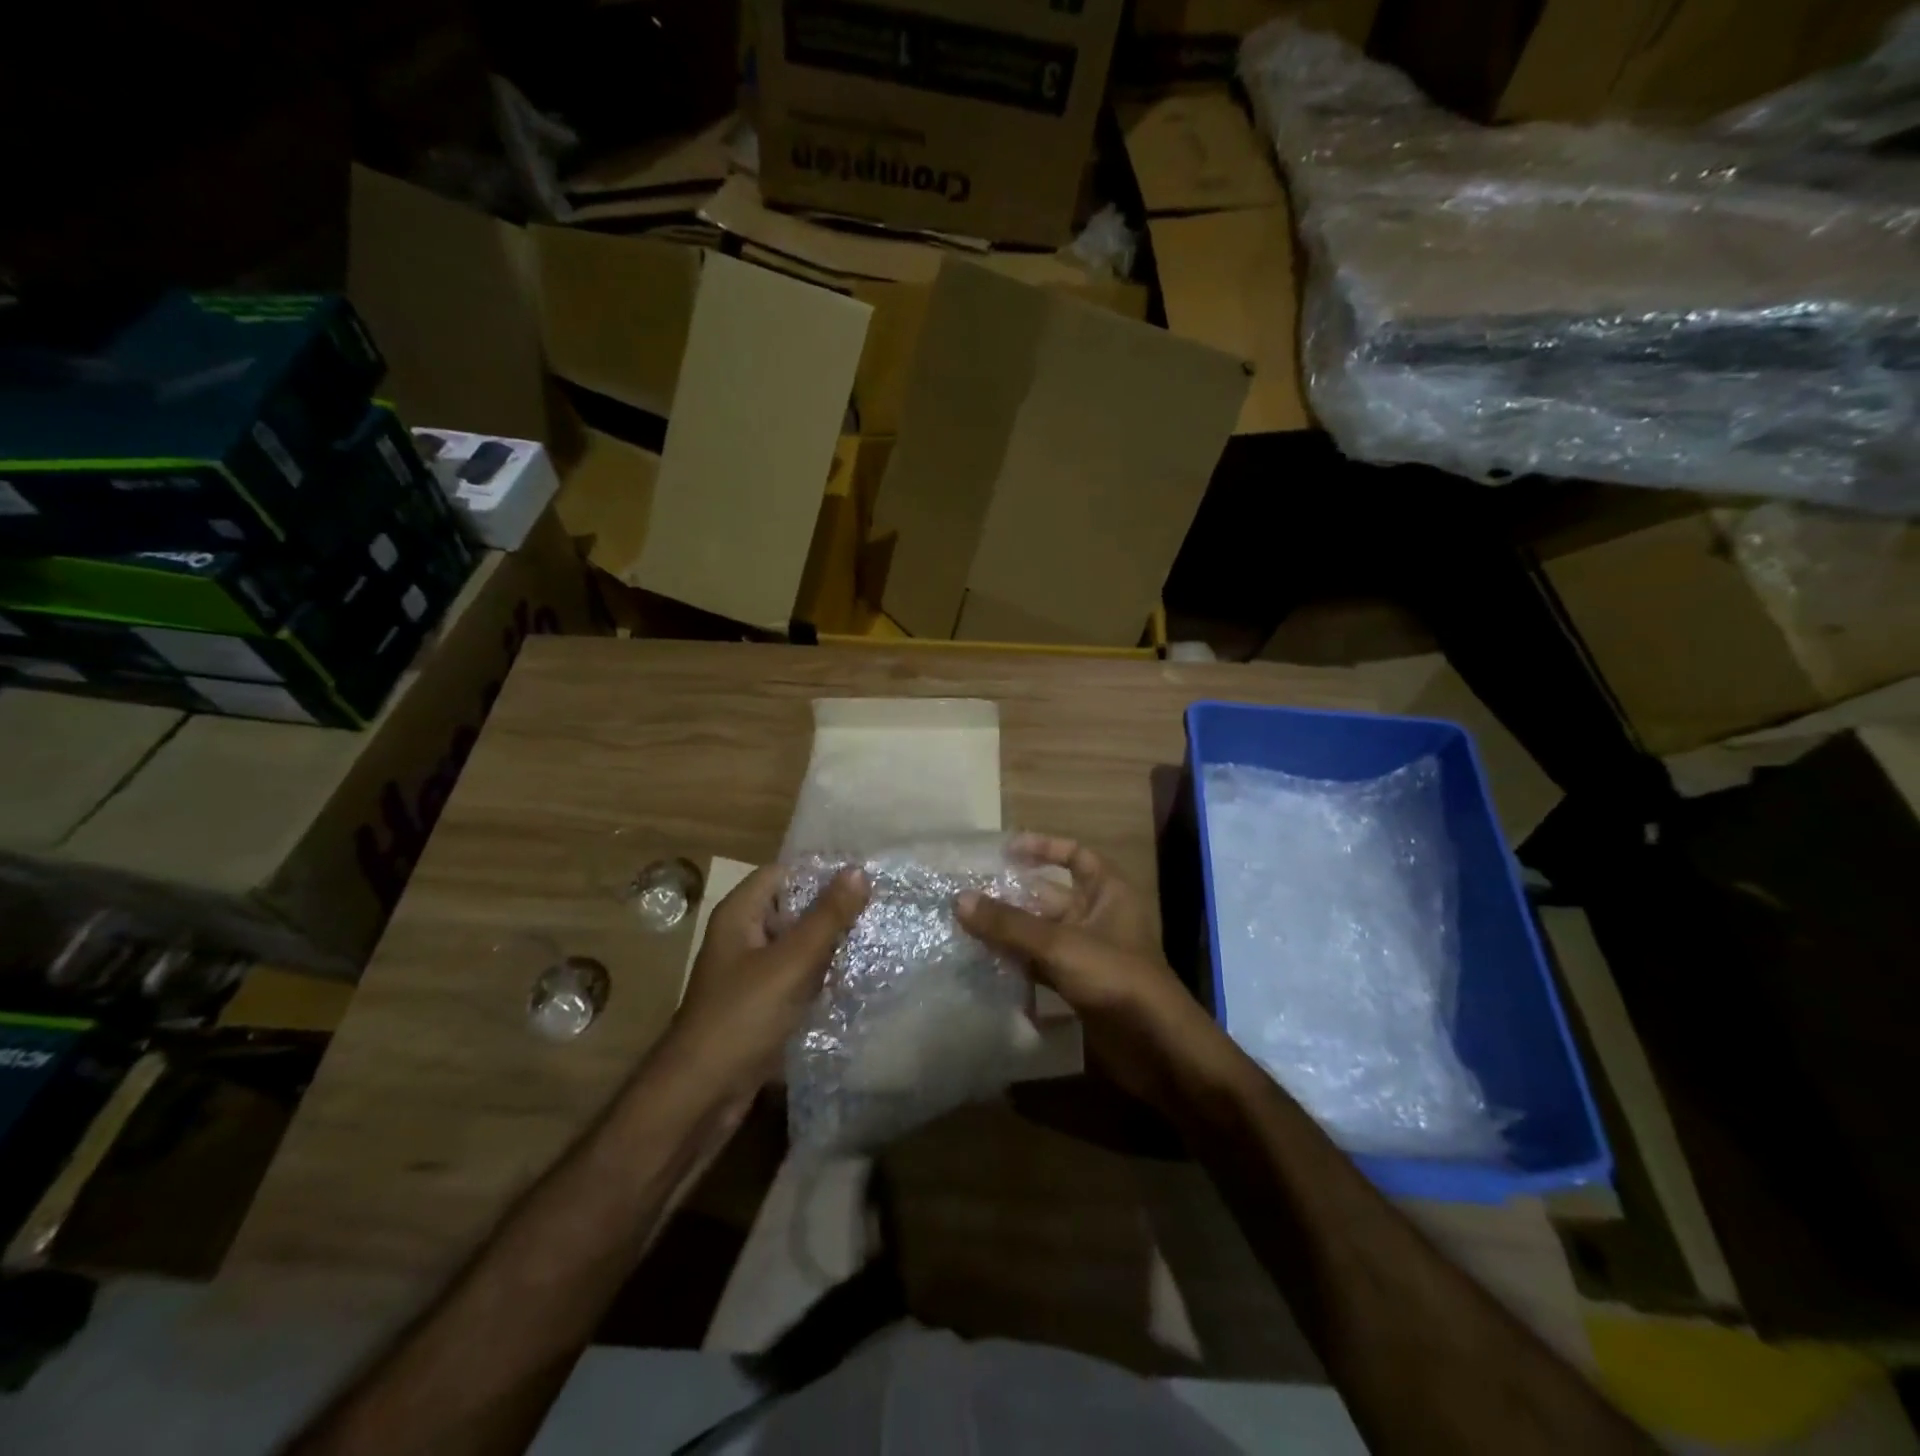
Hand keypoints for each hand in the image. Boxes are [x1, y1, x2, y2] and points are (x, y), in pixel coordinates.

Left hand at [658, 863, 867, 1101]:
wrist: (700, 1096)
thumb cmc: (742, 1017)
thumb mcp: (791, 962)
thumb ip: (827, 917)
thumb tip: (859, 871)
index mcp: (739, 915)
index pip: (782, 873)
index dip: (820, 872)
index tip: (864, 878)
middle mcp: (743, 937)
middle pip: (792, 908)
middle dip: (832, 909)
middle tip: (879, 907)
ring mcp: (751, 972)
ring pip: (798, 944)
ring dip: (831, 943)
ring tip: (877, 937)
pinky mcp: (762, 1004)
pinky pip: (797, 976)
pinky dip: (822, 974)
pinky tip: (855, 977)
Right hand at [956, 837, 1222, 1106]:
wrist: (1157, 1047)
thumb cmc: (1115, 978)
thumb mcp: (1059, 944)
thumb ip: (1009, 924)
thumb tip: (960, 900)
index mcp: (1107, 891)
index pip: (1075, 854)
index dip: (1043, 847)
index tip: (1005, 851)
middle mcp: (1098, 916)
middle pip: (1050, 896)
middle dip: (1013, 895)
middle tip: (969, 895)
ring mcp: (1088, 953)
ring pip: (1042, 932)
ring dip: (1010, 931)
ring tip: (966, 926)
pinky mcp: (1079, 985)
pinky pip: (1042, 964)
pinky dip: (1018, 963)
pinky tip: (986, 964)